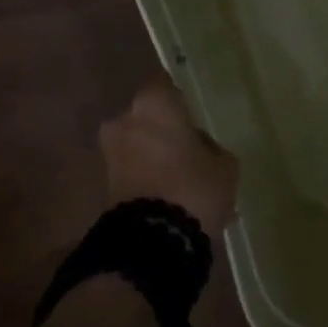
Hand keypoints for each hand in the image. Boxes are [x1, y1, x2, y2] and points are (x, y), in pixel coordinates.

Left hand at [99, 76, 238, 231]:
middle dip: (164, 129)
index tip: (194, 107)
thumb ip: (211, 147)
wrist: (153, 242)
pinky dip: (147, 177)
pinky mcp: (104, 186)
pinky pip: (133, 171)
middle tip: (189, 144)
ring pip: (138, 145)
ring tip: (182, 175)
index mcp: (154, 104)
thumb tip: (199, 146)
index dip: (179, 95)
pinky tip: (171, 193)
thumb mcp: (224, 165)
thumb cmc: (194, 187)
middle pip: (147, 117)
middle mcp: (125, 121)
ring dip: (155, 155)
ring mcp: (110, 154)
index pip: (165, 84)